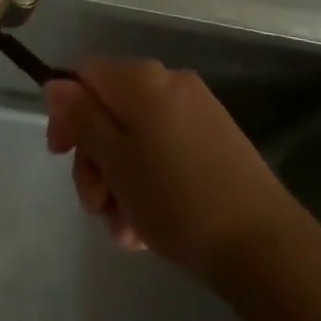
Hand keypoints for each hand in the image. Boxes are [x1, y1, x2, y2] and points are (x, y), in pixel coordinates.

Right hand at [45, 57, 292, 282]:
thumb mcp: (115, 160)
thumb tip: (56, 83)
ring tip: (124, 231)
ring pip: (134, 136)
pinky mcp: (215, 140)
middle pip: (108, 108)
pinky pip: (163, 149)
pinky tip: (147, 228)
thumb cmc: (176, 199)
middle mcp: (168, 81)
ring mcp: (195, 110)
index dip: (65, 111)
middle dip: (93, 158)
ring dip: (118, 180)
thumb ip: (81, 117)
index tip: (61, 155)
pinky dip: (148, 181)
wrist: (264, 246)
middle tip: (96, 206)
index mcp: (141, 78)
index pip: (83, 74)